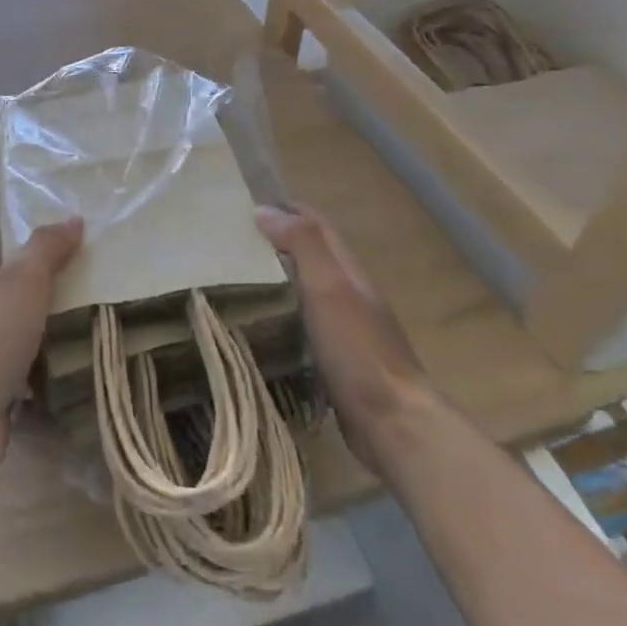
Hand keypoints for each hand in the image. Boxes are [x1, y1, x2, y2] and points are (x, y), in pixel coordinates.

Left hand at [0, 219, 83, 472]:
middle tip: (102, 275)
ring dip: (57, 328)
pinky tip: (87, 365)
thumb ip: (46, 248)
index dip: (28, 234)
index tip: (69, 229)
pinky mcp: (2, 392)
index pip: (1, 246)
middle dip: (52, 283)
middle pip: (17, 290)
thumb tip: (72, 217)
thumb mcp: (23, 280)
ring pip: (29, 332)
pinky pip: (35, 373)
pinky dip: (56, 369)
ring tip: (105, 317)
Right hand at [254, 204, 427, 458]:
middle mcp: (351, 295)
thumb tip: (265, 210)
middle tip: (233, 240)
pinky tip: (260, 324)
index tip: (248, 202)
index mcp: (349, 272)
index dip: (289, 209)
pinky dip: (282, 313)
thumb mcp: (329, 288)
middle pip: (314, 255)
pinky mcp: (337, 361)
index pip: (318, 226)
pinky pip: (304, 323)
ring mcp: (347, 330)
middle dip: (279, 241)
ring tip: (237, 277)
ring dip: (278, 277)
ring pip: (307, 290)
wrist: (393, 423)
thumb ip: (303, 245)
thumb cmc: (358, 350)